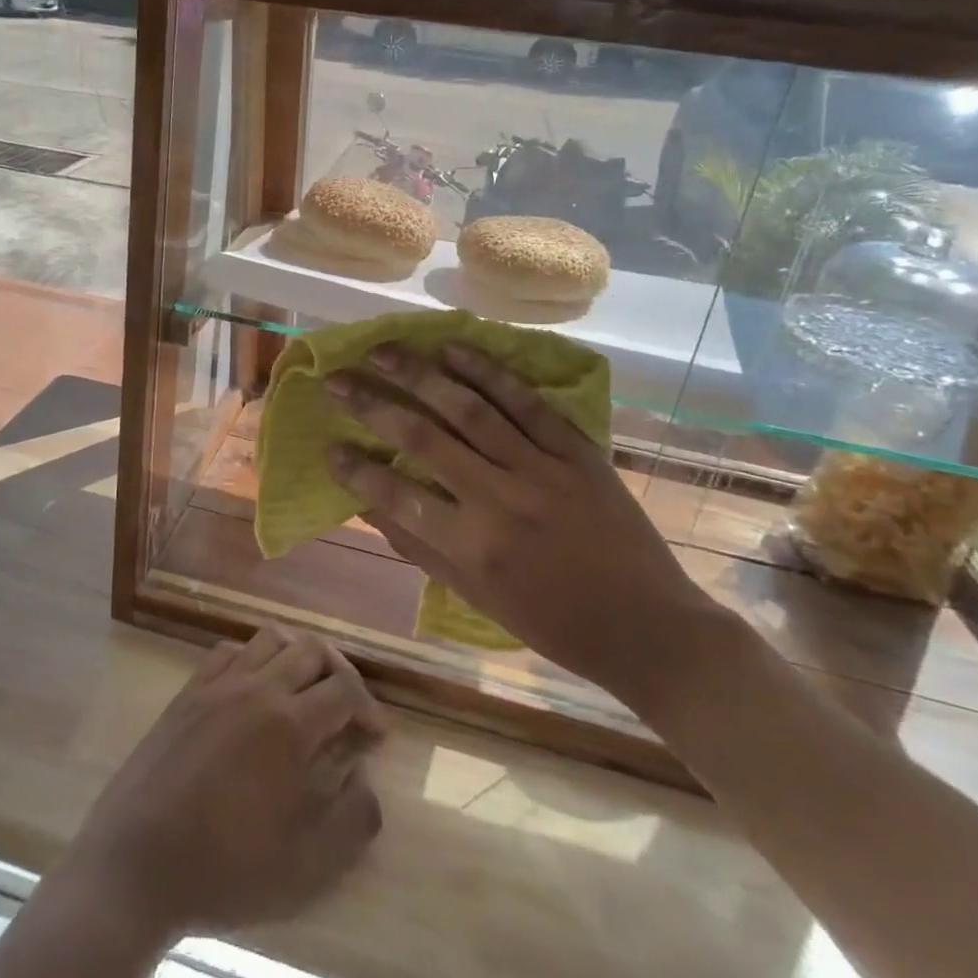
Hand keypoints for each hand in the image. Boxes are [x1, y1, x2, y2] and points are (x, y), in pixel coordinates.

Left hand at [65, 627, 384, 938]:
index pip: (344, 689)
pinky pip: (229, 650)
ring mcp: (218, 684)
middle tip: (347, 707)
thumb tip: (366, 776)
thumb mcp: (306, 867)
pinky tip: (254, 688)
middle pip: (311, 649)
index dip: (369, 706)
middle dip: (339, 672)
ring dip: (296, 656)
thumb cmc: (225, 870)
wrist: (136, 865)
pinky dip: (253, 657)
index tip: (376, 734)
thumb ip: (353, 819)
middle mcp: (257, 688)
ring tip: (304, 691)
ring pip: (270, 639)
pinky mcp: (188, 691)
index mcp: (289, 725)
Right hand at [325, 342, 721, 705]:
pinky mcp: (577, 451)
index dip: (356, 469)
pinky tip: (452, 349)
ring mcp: (542, 469)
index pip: (396, 495)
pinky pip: (525, 402)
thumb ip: (419, 547)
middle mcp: (500, 499)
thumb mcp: (477, 597)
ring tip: (382, 350)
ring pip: (469, 408)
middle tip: (336, 379)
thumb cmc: (553, 623)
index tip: (328, 446)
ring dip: (419, 374)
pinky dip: (487, 371)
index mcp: (473, 547)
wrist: (650, 628)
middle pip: (423, 437)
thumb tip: (369, 504)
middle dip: (372, 403)